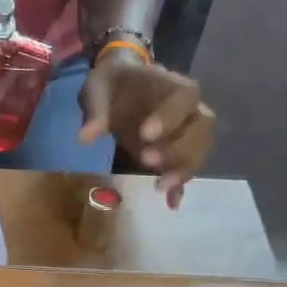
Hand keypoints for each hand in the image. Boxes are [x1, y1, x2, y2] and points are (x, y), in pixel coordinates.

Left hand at [78, 50, 214, 205]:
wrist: (120, 85)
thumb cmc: (112, 83)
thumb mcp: (98, 88)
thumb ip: (96, 110)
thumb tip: (85, 137)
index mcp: (173, 86)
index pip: (185, 98)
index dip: (170, 117)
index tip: (145, 134)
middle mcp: (190, 109)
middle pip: (201, 128)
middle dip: (179, 148)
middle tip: (147, 161)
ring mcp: (187, 132)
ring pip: (199, 150)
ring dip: (182, 169)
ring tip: (158, 185)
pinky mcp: (177, 151)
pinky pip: (186, 168)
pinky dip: (180, 186)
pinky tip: (171, 203)